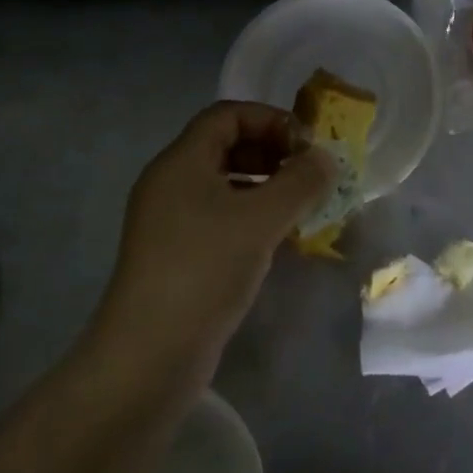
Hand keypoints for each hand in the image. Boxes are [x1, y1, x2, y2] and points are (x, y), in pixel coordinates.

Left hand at [95, 102, 335, 380]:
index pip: (227, 115)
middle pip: (225, 145)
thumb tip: (325, 158)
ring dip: (265, 185)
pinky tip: (278, 238)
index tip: (305, 144)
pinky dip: (251, 215)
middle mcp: (171, 182)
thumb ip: (300, 182)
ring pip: (224, 183)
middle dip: (271, 151)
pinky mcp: (176, 254)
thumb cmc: (204, 270)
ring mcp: (170, 221)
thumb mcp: (261, 220)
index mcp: (181, 161)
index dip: (269, 119)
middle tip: (308, 174)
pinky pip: (219, 216)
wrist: (148, 357)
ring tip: (302, 205)